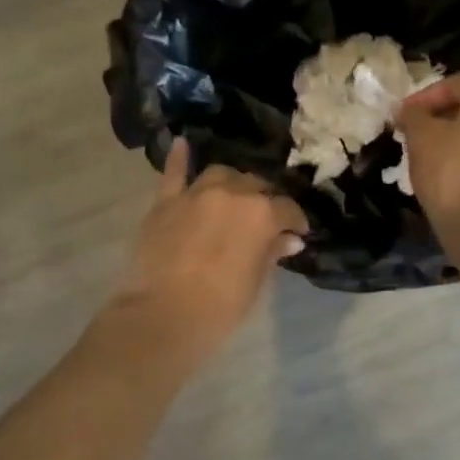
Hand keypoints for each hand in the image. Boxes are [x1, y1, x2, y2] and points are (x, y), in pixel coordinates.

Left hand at [113, 139, 307, 349]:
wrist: (163, 315)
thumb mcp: (255, 282)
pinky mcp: (165, 202)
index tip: (297, 233)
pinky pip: (173, 173)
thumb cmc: (220, 306)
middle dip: (265, 200)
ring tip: (234, 194)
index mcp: (261, 213)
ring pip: (220, 175)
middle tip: (266, 219)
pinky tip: (182, 144)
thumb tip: (289, 239)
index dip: (295, 221)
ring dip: (232, 182)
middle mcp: (232, 193)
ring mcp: (195, 194)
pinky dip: (179, 159)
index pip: (287, 209)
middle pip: (255, 186)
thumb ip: (271, 252)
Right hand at [398, 73, 459, 232]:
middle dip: (438, 116)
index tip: (401, 116)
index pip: (454, 84)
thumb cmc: (451, 169)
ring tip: (424, 154)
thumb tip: (408, 111)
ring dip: (451, 137)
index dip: (423, 97)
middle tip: (411, 133)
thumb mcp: (421, 135)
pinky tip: (445, 172)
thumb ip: (412, 115)